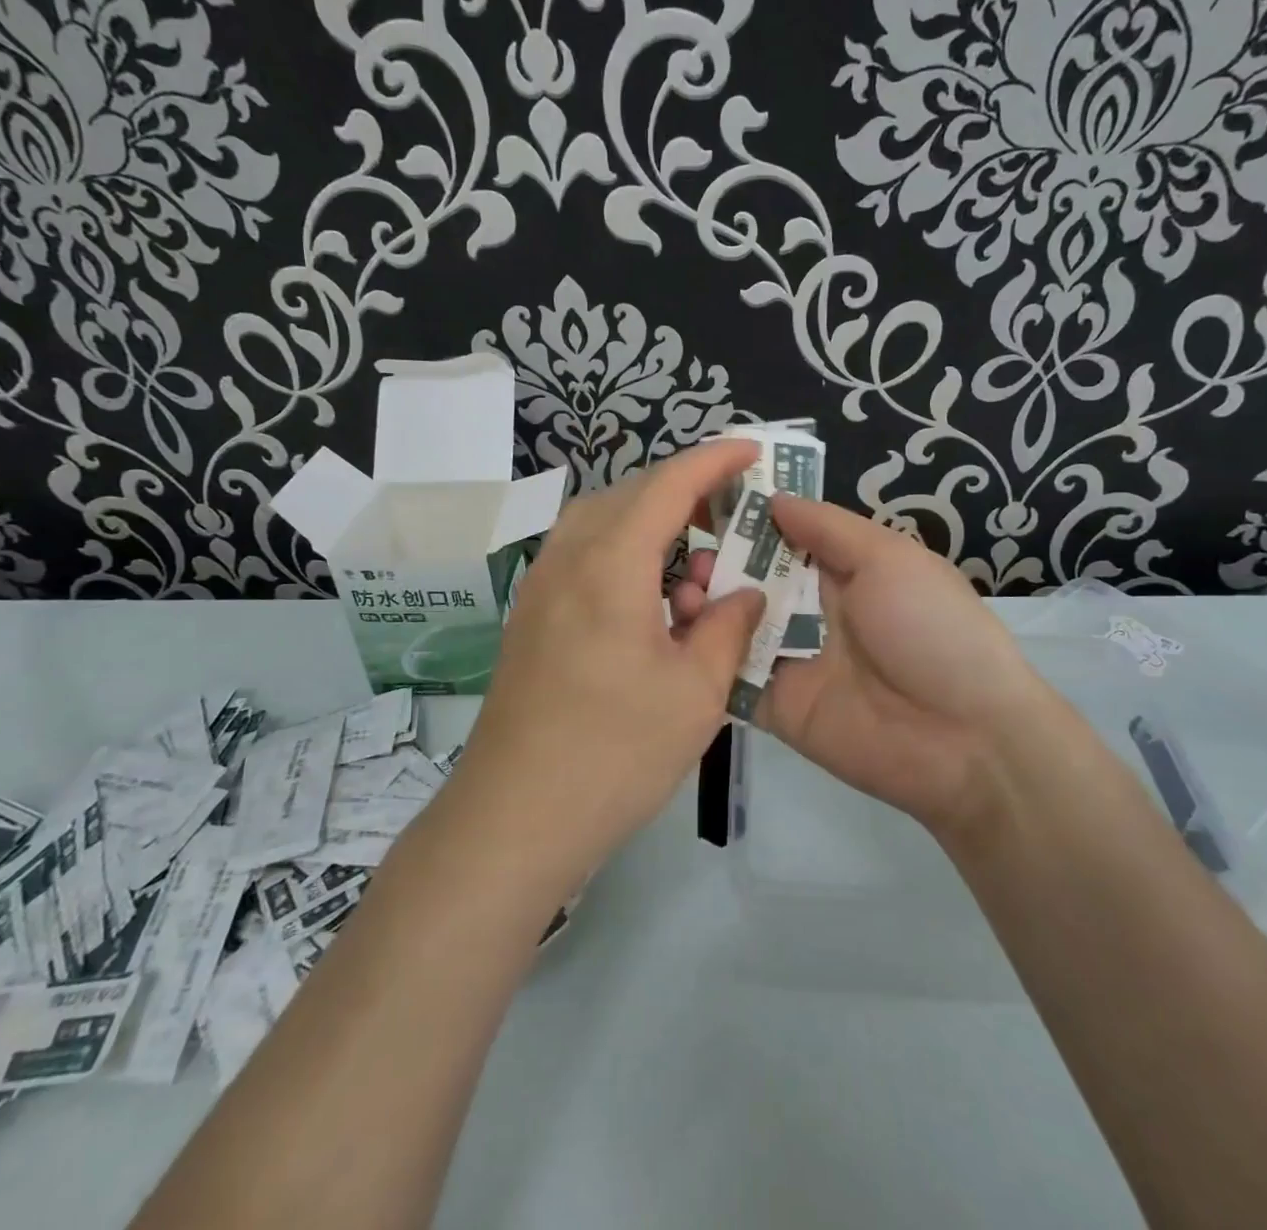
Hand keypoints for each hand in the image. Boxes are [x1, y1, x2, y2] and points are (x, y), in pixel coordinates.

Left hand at [454, 440, 765, 884]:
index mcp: (610, 563)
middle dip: (685, 492)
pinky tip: (651, 605)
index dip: (714, 460)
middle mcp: (567, 559)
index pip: (667, 484)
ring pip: (601, 523)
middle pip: (630, 495)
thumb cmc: (614, 753)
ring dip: (652, 526)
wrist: (514, 817)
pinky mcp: (531, 616)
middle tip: (732, 518)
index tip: (752, 450)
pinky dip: (625, 557)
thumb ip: (726, 628)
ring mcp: (540, 587)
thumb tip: (745, 594)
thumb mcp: (694, 692)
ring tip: (695, 571)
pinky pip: (583, 556)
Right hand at [673, 496, 1050, 836]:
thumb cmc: (932, 629)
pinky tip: (680, 635)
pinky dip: (705, 657)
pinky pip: (732, 677)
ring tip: (684, 589)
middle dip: (717, 560)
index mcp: (843, 572)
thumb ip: (828, 529)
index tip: (702, 496)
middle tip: (688, 551)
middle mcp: (812, 610)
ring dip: (706, 604)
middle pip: (751, 579)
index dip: (747, 517)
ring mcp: (791, 659)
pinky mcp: (776, 706)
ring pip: (734, 625)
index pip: (784, 536)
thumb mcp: (890, 560)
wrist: (965, 739)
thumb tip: (773, 498)